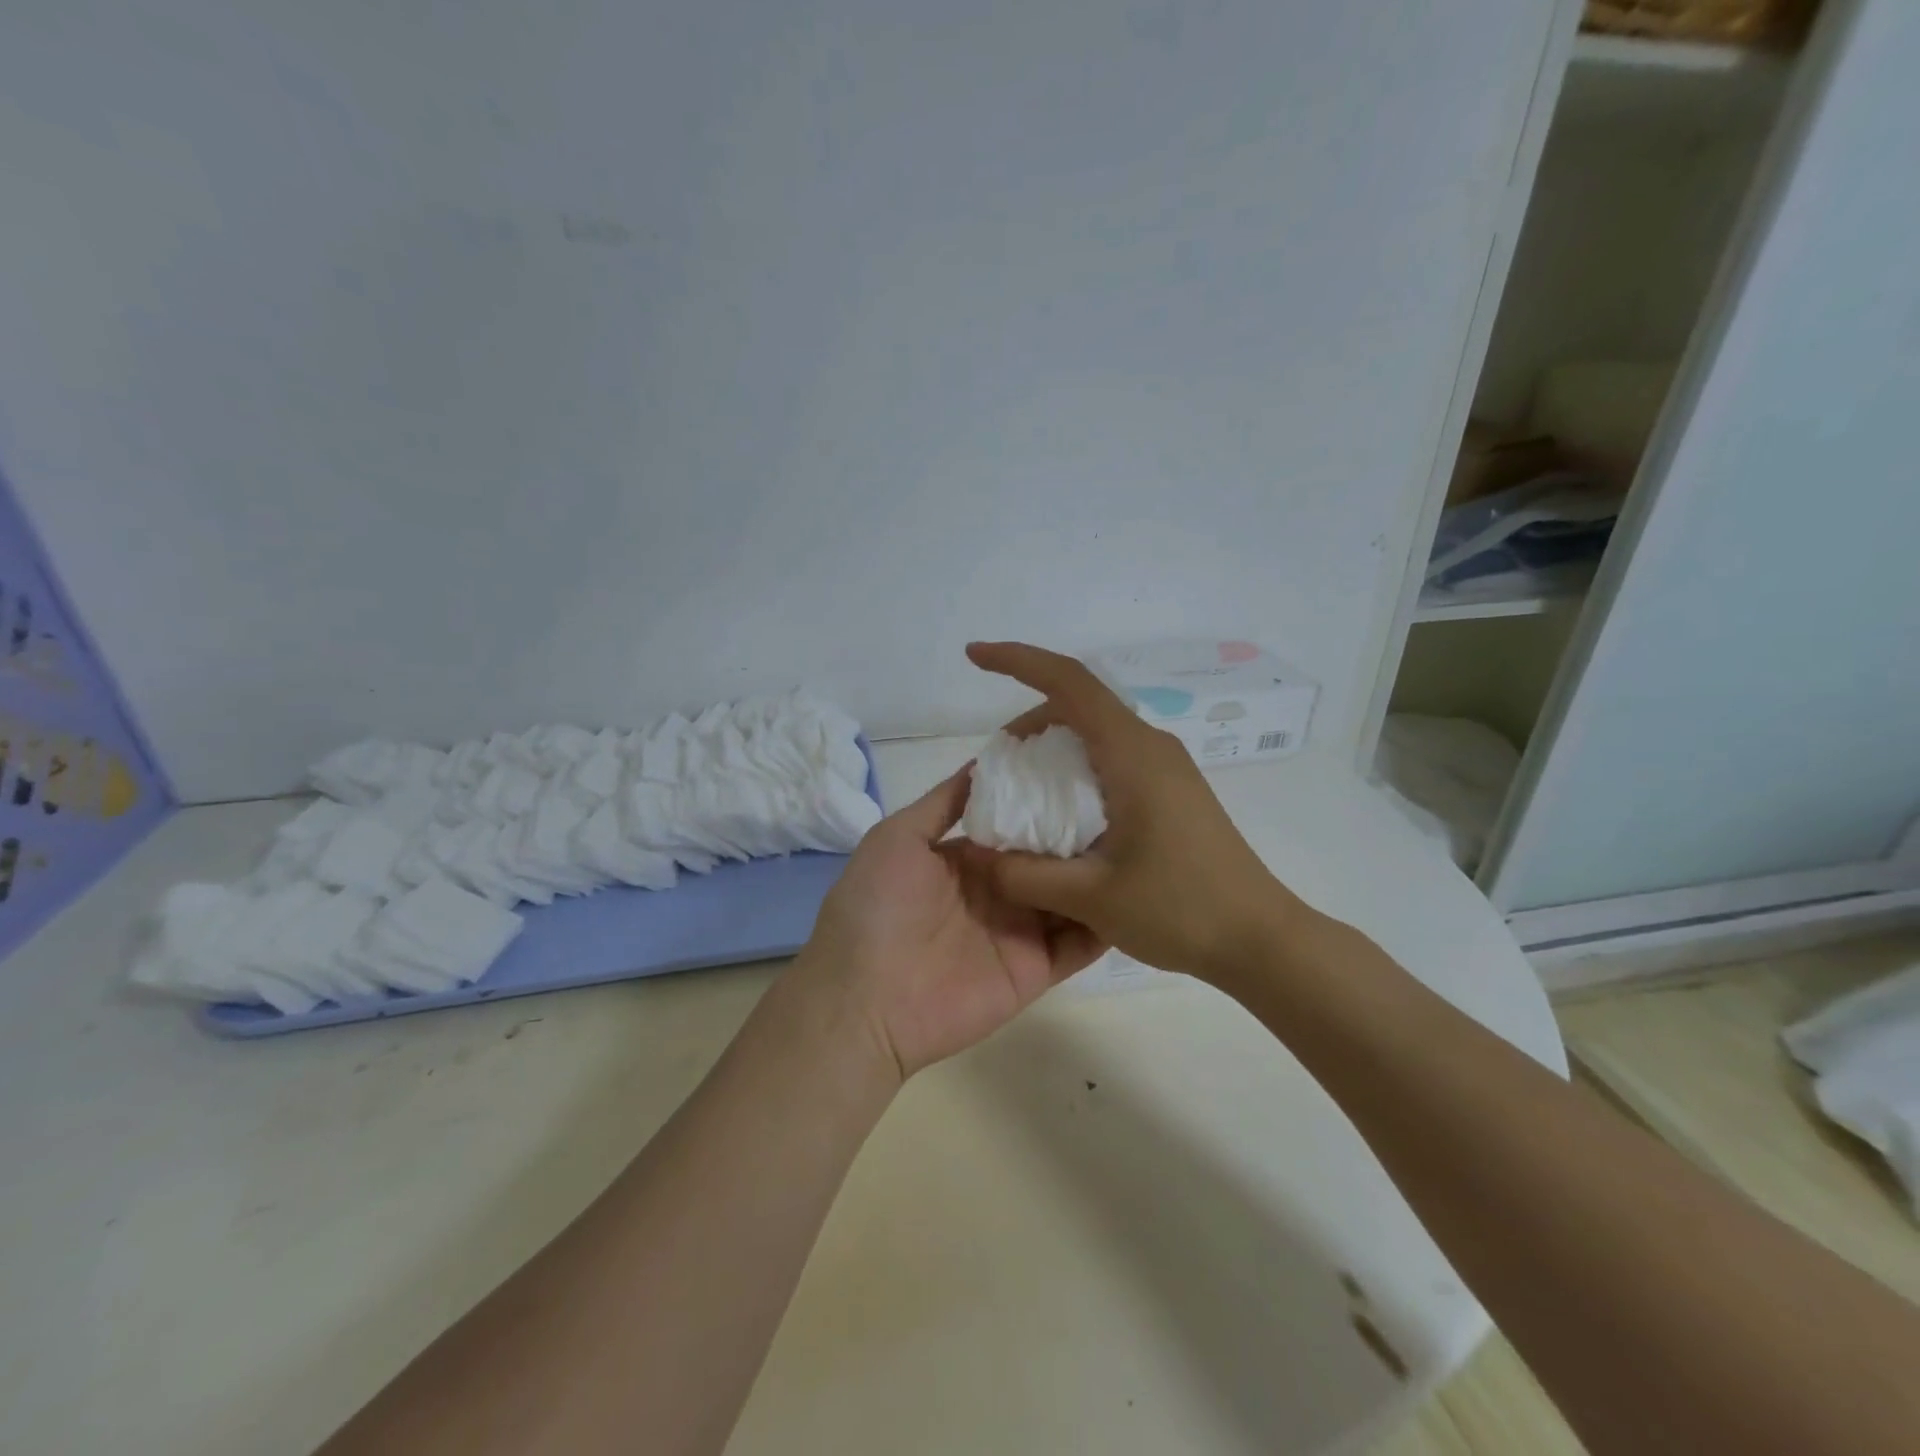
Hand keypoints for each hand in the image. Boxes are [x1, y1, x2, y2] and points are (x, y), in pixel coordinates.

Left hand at [788, 769, 1105, 1082]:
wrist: (864, 1000)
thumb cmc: (875, 907)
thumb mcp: (898, 837)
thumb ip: (944, 802)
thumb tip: (987, 761)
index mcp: (968, 856)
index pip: (1019, 820)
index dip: (1048, 797)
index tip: (1090, 768)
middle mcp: (999, 888)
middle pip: (1052, 855)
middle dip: (1085, 831)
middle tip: (1131, 800)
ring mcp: (1021, 929)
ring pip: (1072, 894)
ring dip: (1101, 872)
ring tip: (1146, 838)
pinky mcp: (1037, 968)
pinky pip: (1080, 942)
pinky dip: (1106, 921)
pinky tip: (1136, 891)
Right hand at [962, 641, 1306, 982]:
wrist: (1260, 939)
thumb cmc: (1179, 909)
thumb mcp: (1090, 897)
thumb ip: (1024, 874)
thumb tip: (976, 854)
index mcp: (1131, 754)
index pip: (1069, 682)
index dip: (1017, 660)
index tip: (975, 655)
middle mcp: (1150, 746)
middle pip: (1079, 704)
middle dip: (1029, 720)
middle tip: (996, 766)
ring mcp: (1166, 767)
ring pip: (1096, 732)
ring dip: (1053, 746)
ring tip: (1023, 792)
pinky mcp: (1172, 790)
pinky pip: (1112, 758)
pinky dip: (1076, 769)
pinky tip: (1064, 816)